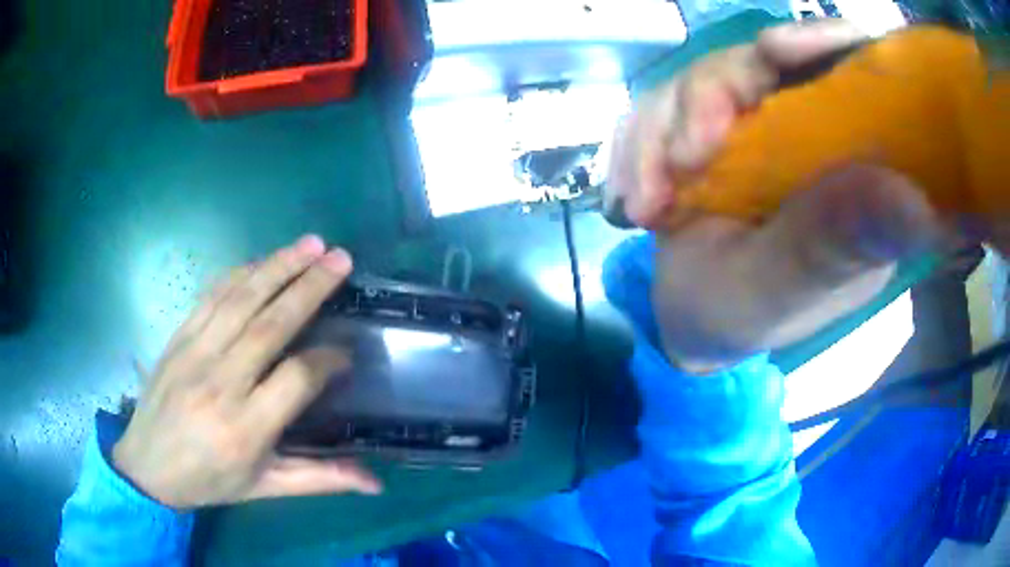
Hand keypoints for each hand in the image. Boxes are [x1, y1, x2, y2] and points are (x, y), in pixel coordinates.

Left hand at [113, 236, 381, 509]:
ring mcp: (195, 353)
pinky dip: (241, 273)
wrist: (147, 465)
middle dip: (310, 287)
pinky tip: (263, 261)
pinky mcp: (179, 336)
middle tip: (342, 259)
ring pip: (241, 299)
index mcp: (245, 428)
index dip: (327, 360)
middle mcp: (220, 383)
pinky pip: (212, 296)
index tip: (347, 352)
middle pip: (270, 324)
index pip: (296, 378)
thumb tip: (377, 483)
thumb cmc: (209, 480)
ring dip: (278, 267)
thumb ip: (320, 479)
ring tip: (312, 244)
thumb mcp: (265, 487)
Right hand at [607, 20, 957, 371]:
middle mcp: (810, 132)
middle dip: (711, 97)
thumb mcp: (786, 290)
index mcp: (854, 167)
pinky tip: (632, 198)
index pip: (856, 77)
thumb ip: (834, 245)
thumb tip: (915, 203)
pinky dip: (637, 146)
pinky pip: (662, 105)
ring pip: (702, 78)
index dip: (823, 45)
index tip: (775, 49)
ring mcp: (756, 124)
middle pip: (764, 62)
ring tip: (645, 205)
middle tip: (684, 159)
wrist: (687, 322)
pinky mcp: (710, 127)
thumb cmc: (744, 317)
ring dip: (660, 132)